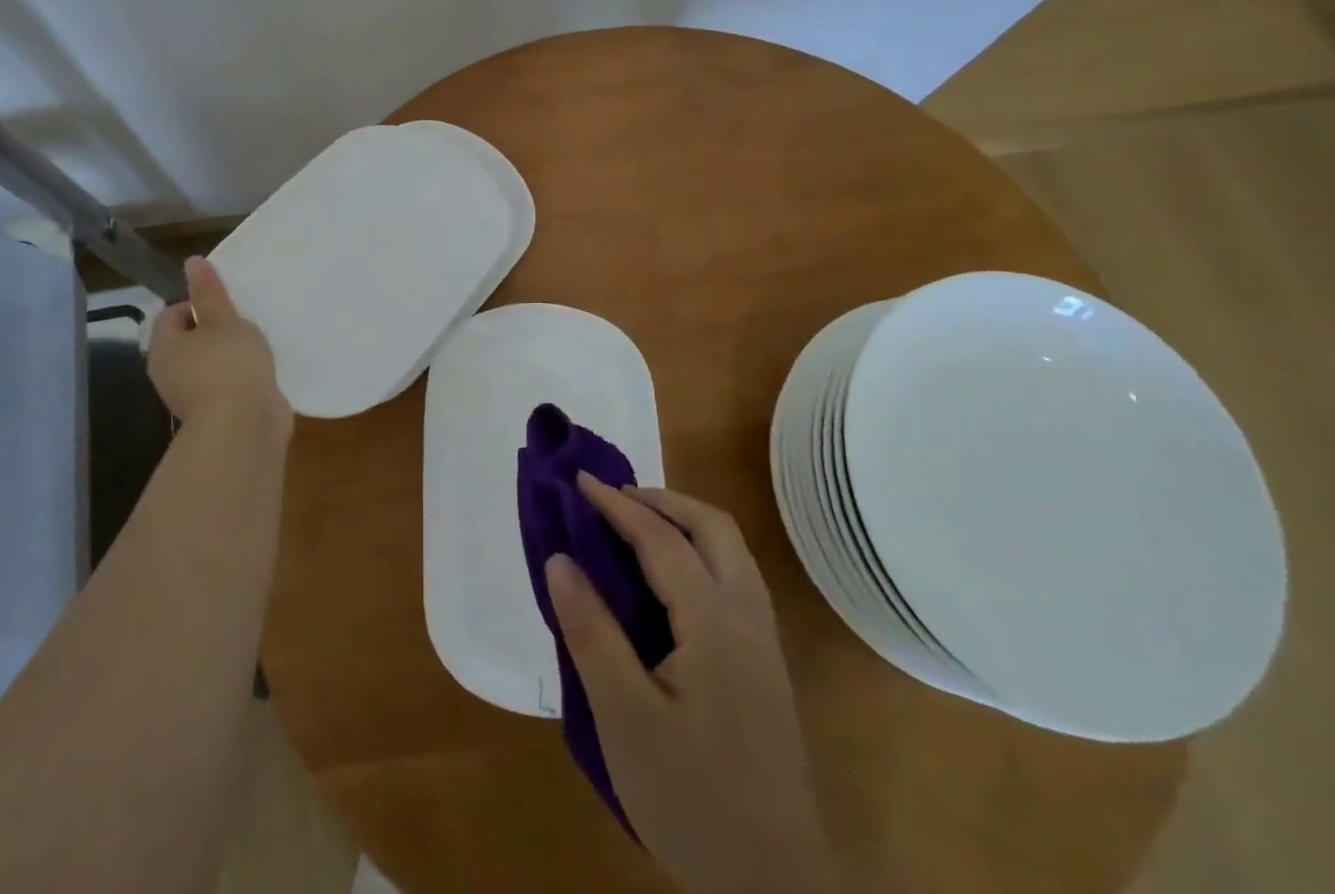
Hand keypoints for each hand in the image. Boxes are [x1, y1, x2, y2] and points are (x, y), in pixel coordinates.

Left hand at [147, 258, 291, 438]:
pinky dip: (243, 376)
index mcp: (164, 349)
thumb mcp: (222, 319)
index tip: (225, 302)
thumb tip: (192, 261)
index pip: (171, 314)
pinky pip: (229, 385)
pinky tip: (264, 369)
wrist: (244, 426)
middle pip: (191, 340)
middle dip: (217, 328)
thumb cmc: (228, 365)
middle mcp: (172, 374)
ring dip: (232, 354)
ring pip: (211, 363)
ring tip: (258, 342)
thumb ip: (209, 291)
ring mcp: (195, 397)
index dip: (196, 303)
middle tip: (244, 318)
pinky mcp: (220, 413)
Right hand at [546, 478, 836, 893]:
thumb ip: (591, 631)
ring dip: (685, 522)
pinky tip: (672, 580)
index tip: (579, 480)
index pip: (661, 539)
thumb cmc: (691, 799)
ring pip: (731, 550)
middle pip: (713, 527)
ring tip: (638, 526)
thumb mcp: (623, 718)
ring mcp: (764, 641)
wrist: (775, 890)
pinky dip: (701, 552)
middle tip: (613, 498)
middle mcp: (748, 616)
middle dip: (662, 499)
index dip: (617, 505)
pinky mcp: (767, 666)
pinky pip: (736, 578)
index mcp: (714, 622)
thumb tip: (559, 559)